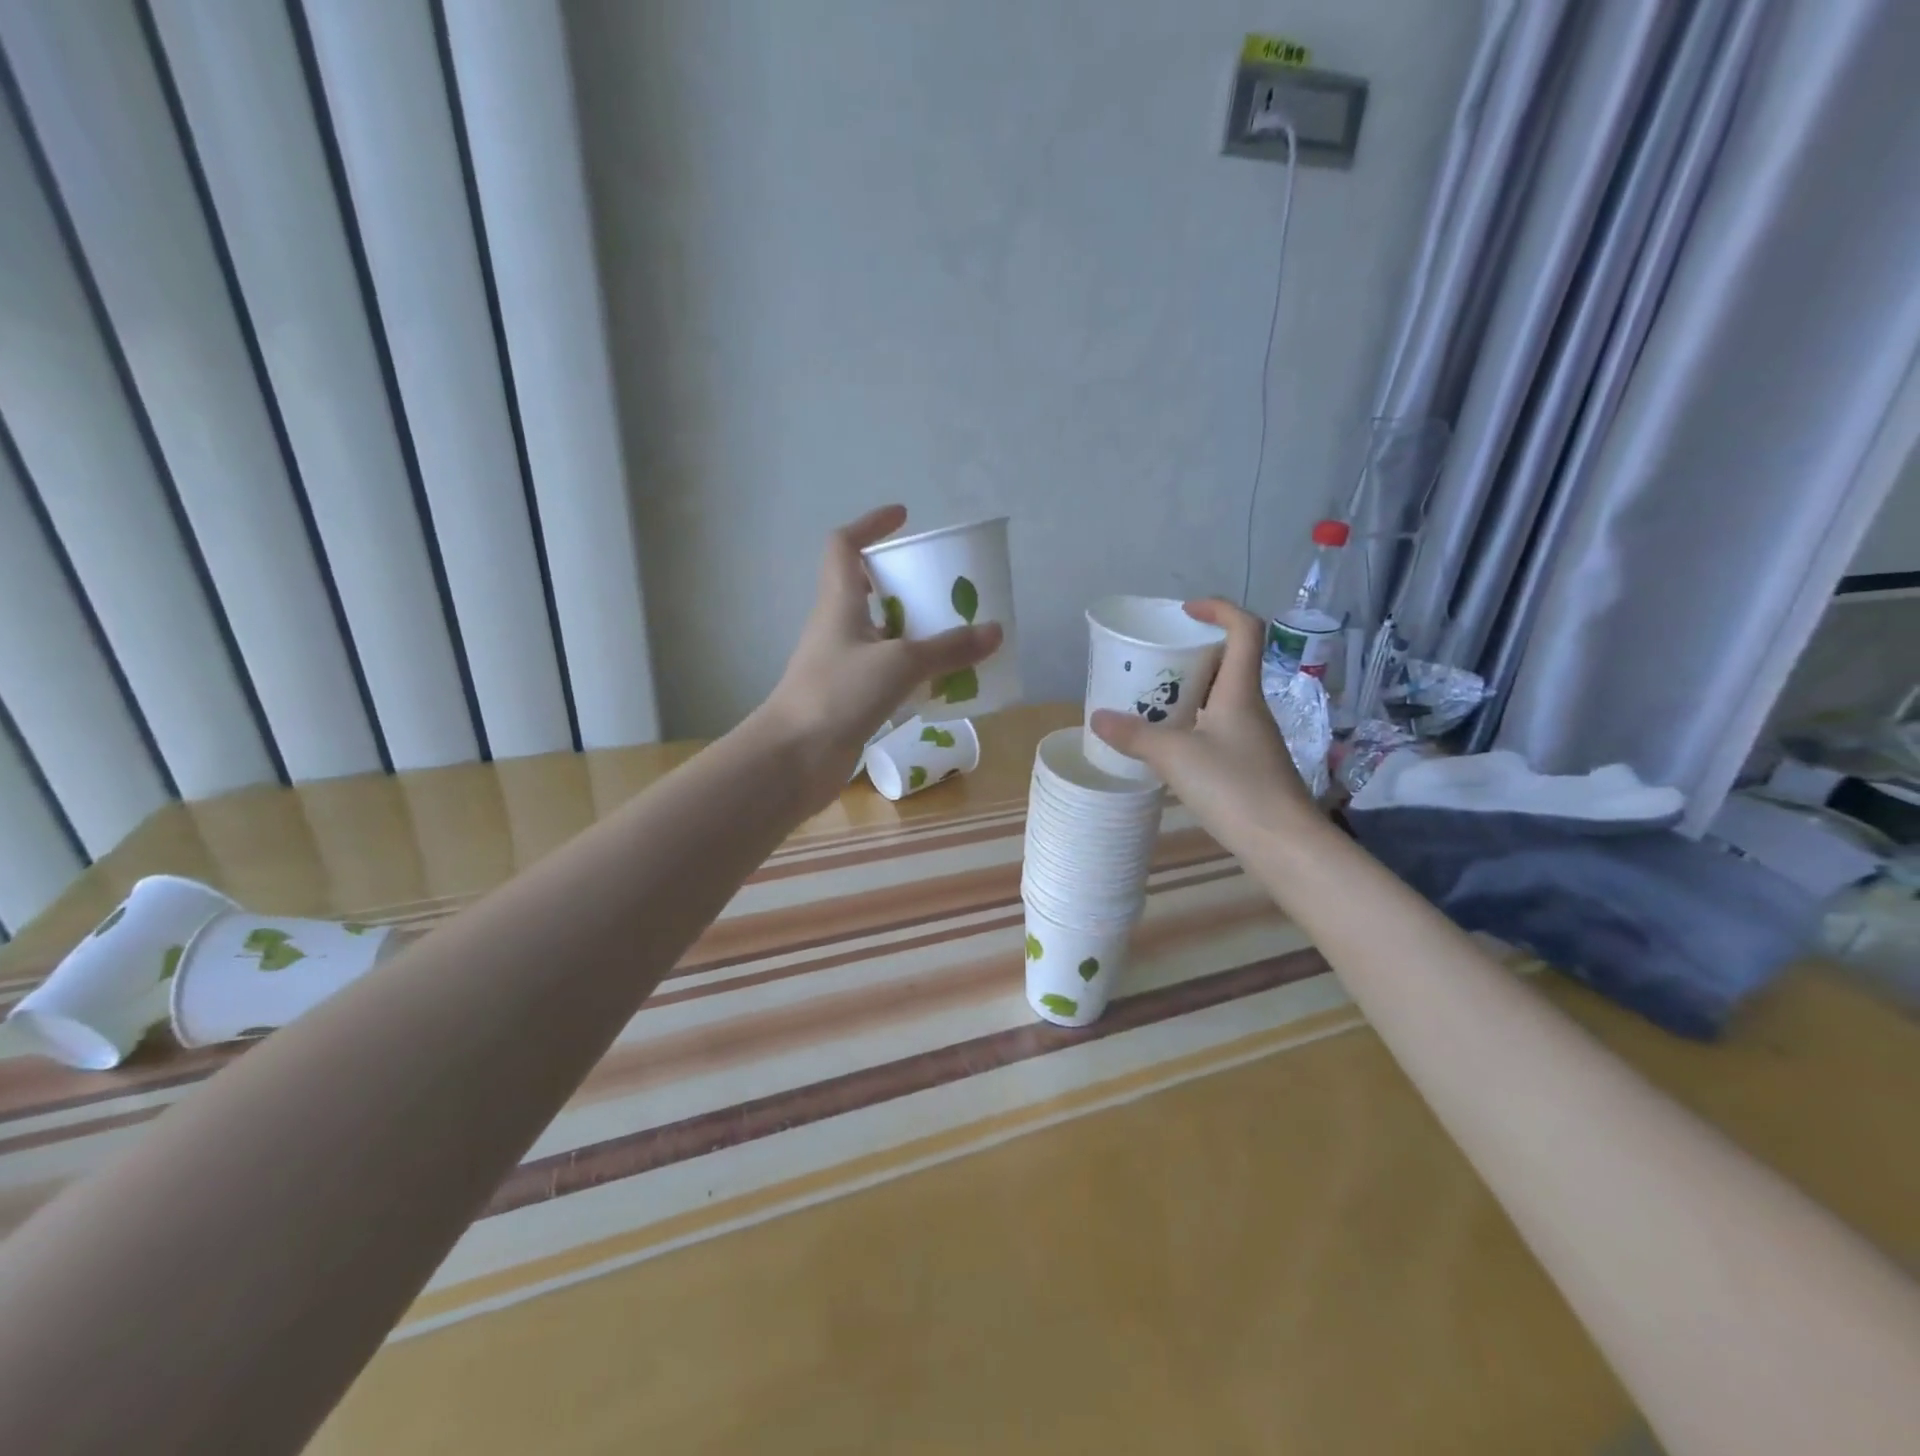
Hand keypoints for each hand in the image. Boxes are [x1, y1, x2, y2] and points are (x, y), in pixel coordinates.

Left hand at [759, 506, 1002, 805]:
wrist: (793, 759)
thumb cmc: (837, 694)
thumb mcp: (899, 664)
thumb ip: (948, 649)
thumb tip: (994, 631)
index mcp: (838, 602)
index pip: (844, 545)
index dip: (870, 525)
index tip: (904, 518)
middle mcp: (836, 627)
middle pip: (866, 588)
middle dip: (903, 582)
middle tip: (942, 586)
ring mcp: (840, 664)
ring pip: (879, 633)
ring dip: (912, 629)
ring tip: (953, 633)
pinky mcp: (848, 698)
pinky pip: (885, 671)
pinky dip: (911, 670)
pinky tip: (940, 682)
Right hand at [1089, 599, 1314, 856]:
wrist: (1284, 843)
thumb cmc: (1234, 787)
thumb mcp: (1175, 757)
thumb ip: (1135, 736)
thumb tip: (1097, 719)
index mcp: (1240, 691)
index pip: (1244, 630)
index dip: (1219, 609)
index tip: (1185, 611)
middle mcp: (1250, 707)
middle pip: (1228, 663)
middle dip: (1192, 654)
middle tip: (1154, 661)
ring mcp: (1251, 738)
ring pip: (1220, 698)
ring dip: (1189, 692)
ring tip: (1151, 700)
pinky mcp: (1248, 765)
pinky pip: (1217, 728)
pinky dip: (1192, 724)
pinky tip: (1168, 743)